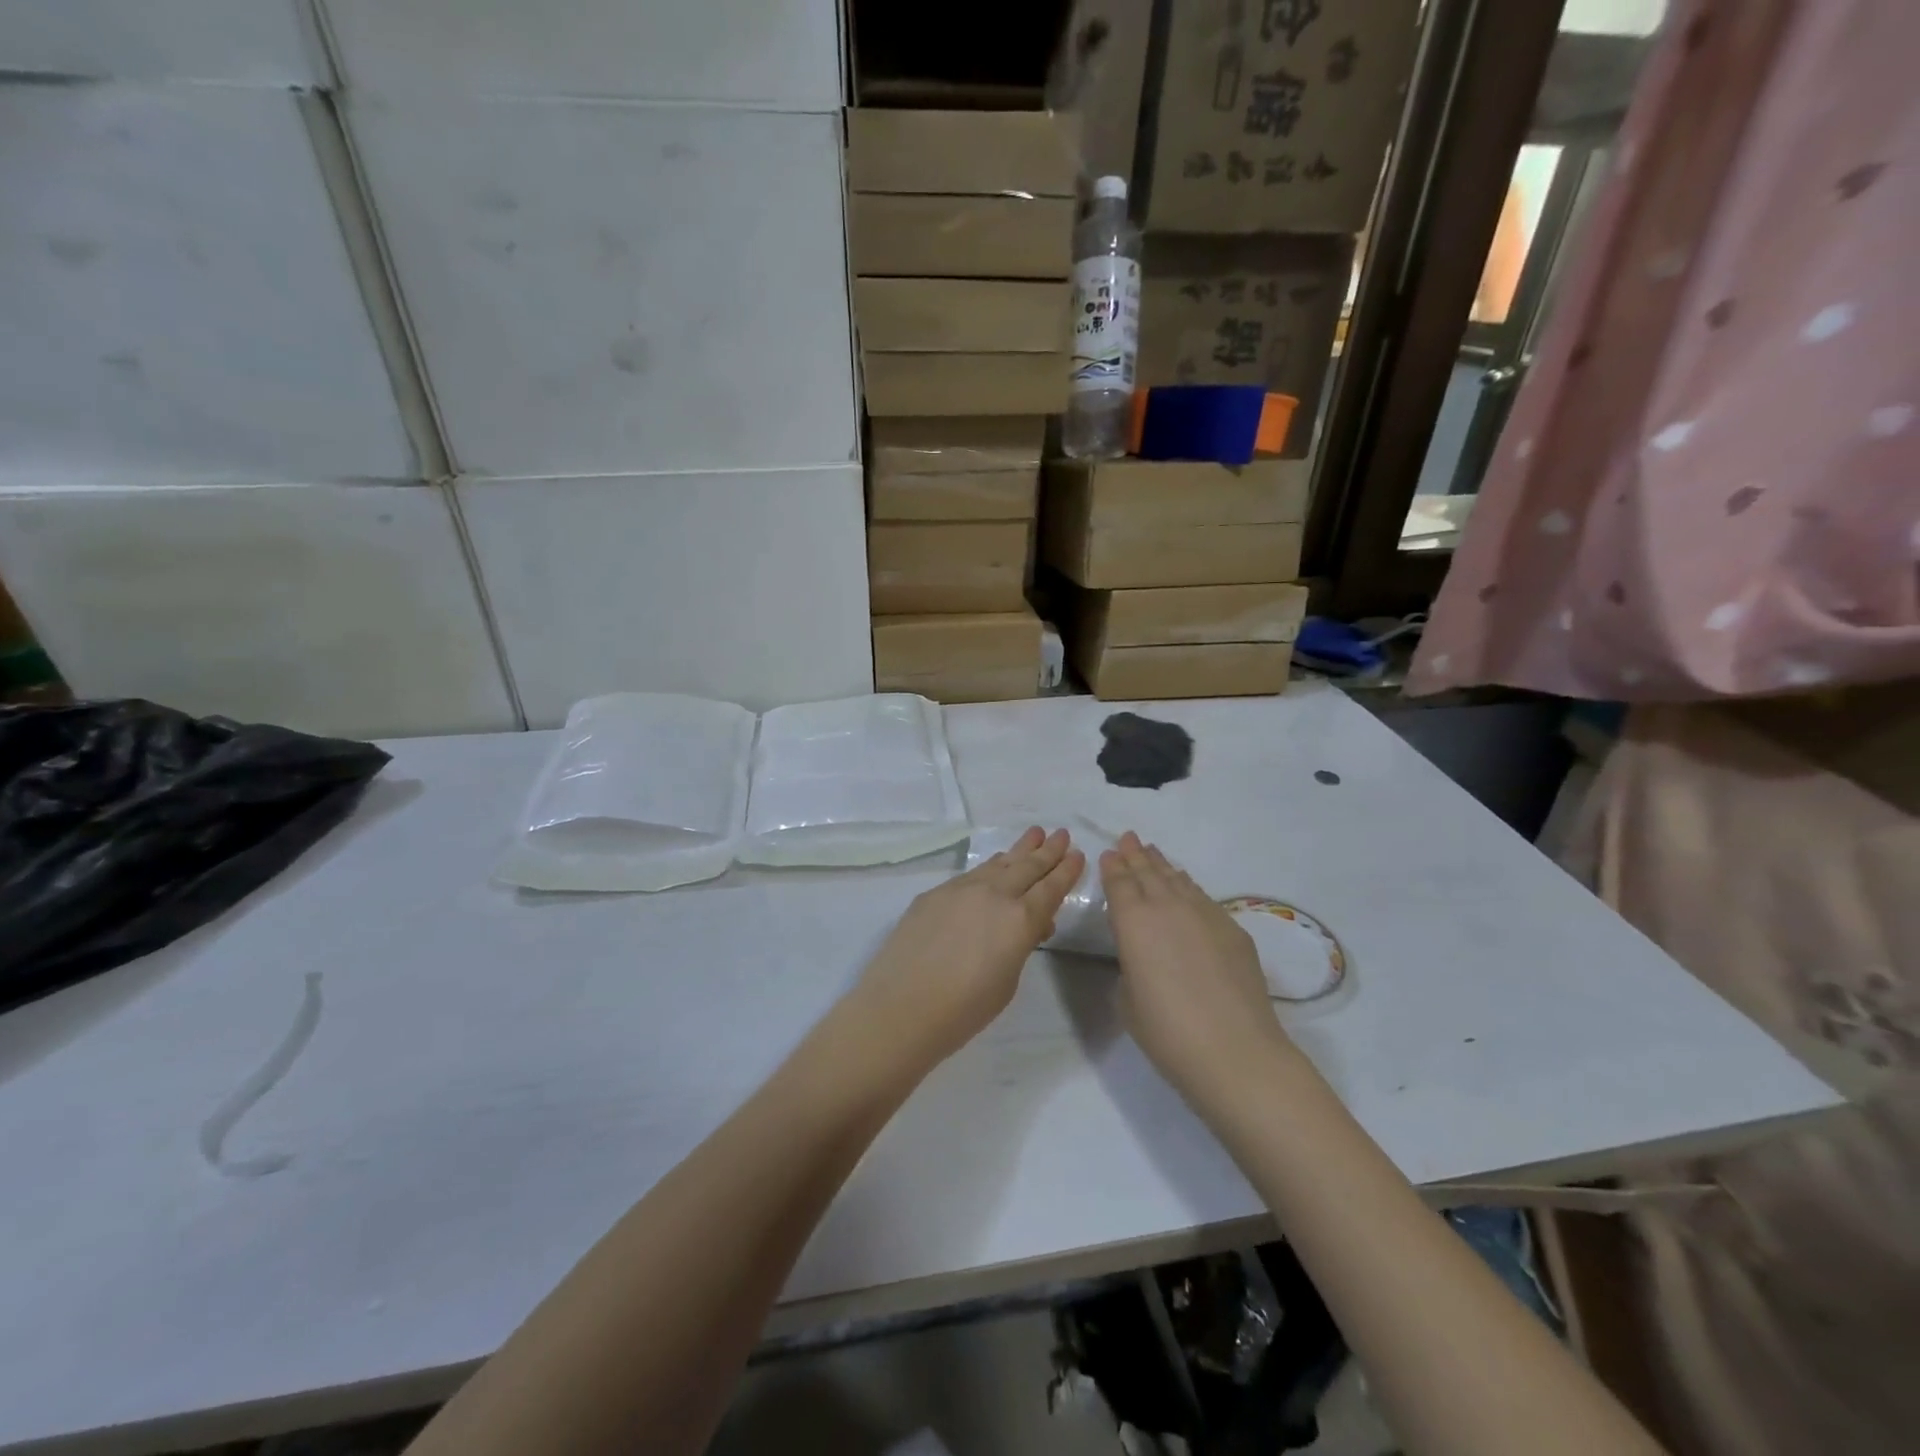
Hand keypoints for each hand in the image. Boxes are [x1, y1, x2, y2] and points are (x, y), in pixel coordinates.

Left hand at [845, 827, 1083, 1071]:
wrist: (901, 1006)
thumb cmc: (964, 1009)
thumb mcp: (1008, 981)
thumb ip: (1020, 945)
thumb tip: (1029, 925)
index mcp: (1020, 920)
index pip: (1050, 889)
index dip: (1066, 871)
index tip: (1077, 854)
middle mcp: (994, 895)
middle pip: (1027, 867)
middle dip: (1048, 851)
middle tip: (1062, 833)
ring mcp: (961, 889)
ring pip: (998, 864)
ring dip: (1019, 850)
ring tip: (1034, 835)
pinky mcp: (934, 893)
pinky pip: (972, 873)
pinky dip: (990, 866)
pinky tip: (994, 864)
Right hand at [1101, 832, 1294, 1108]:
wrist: (1234, 1050)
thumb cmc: (1167, 1031)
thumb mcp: (1127, 1000)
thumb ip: (1129, 967)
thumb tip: (1141, 957)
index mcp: (1133, 922)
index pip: (1120, 884)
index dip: (1113, 867)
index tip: (1108, 853)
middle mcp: (1167, 907)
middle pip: (1148, 873)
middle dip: (1135, 855)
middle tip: (1128, 838)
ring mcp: (1204, 914)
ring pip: (1177, 879)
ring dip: (1161, 865)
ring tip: (1152, 851)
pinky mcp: (1232, 929)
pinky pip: (1202, 896)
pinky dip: (1188, 884)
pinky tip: (1185, 884)